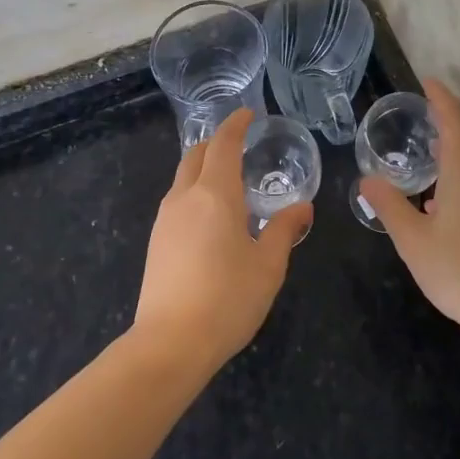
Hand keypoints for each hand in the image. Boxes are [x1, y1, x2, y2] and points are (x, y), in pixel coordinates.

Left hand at [133, 109, 308, 373]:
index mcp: (215, 194)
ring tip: (229, 181)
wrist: (170, 343)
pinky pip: (177, 200)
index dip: (235, 125)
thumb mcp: (268, 265)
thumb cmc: (228, 299)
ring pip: (183, 177)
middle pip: (196, 155)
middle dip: (217, 142)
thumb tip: (303, 206)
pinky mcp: (156, 241)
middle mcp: (185, 197)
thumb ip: (284, 229)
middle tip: (240, 144)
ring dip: (204, 167)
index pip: (223, 144)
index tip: (248, 115)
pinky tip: (211, 216)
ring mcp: (165, 219)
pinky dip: (195, 191)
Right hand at [359, 79, 459, 336]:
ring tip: (437, 143)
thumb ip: (389, 205)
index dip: (440, 98)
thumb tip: (367, 180)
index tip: (427, 82)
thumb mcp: (412, 239)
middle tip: (429, 109)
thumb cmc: (459, 269)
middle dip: (453, 114)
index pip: (454, 118)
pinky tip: (452, 188)